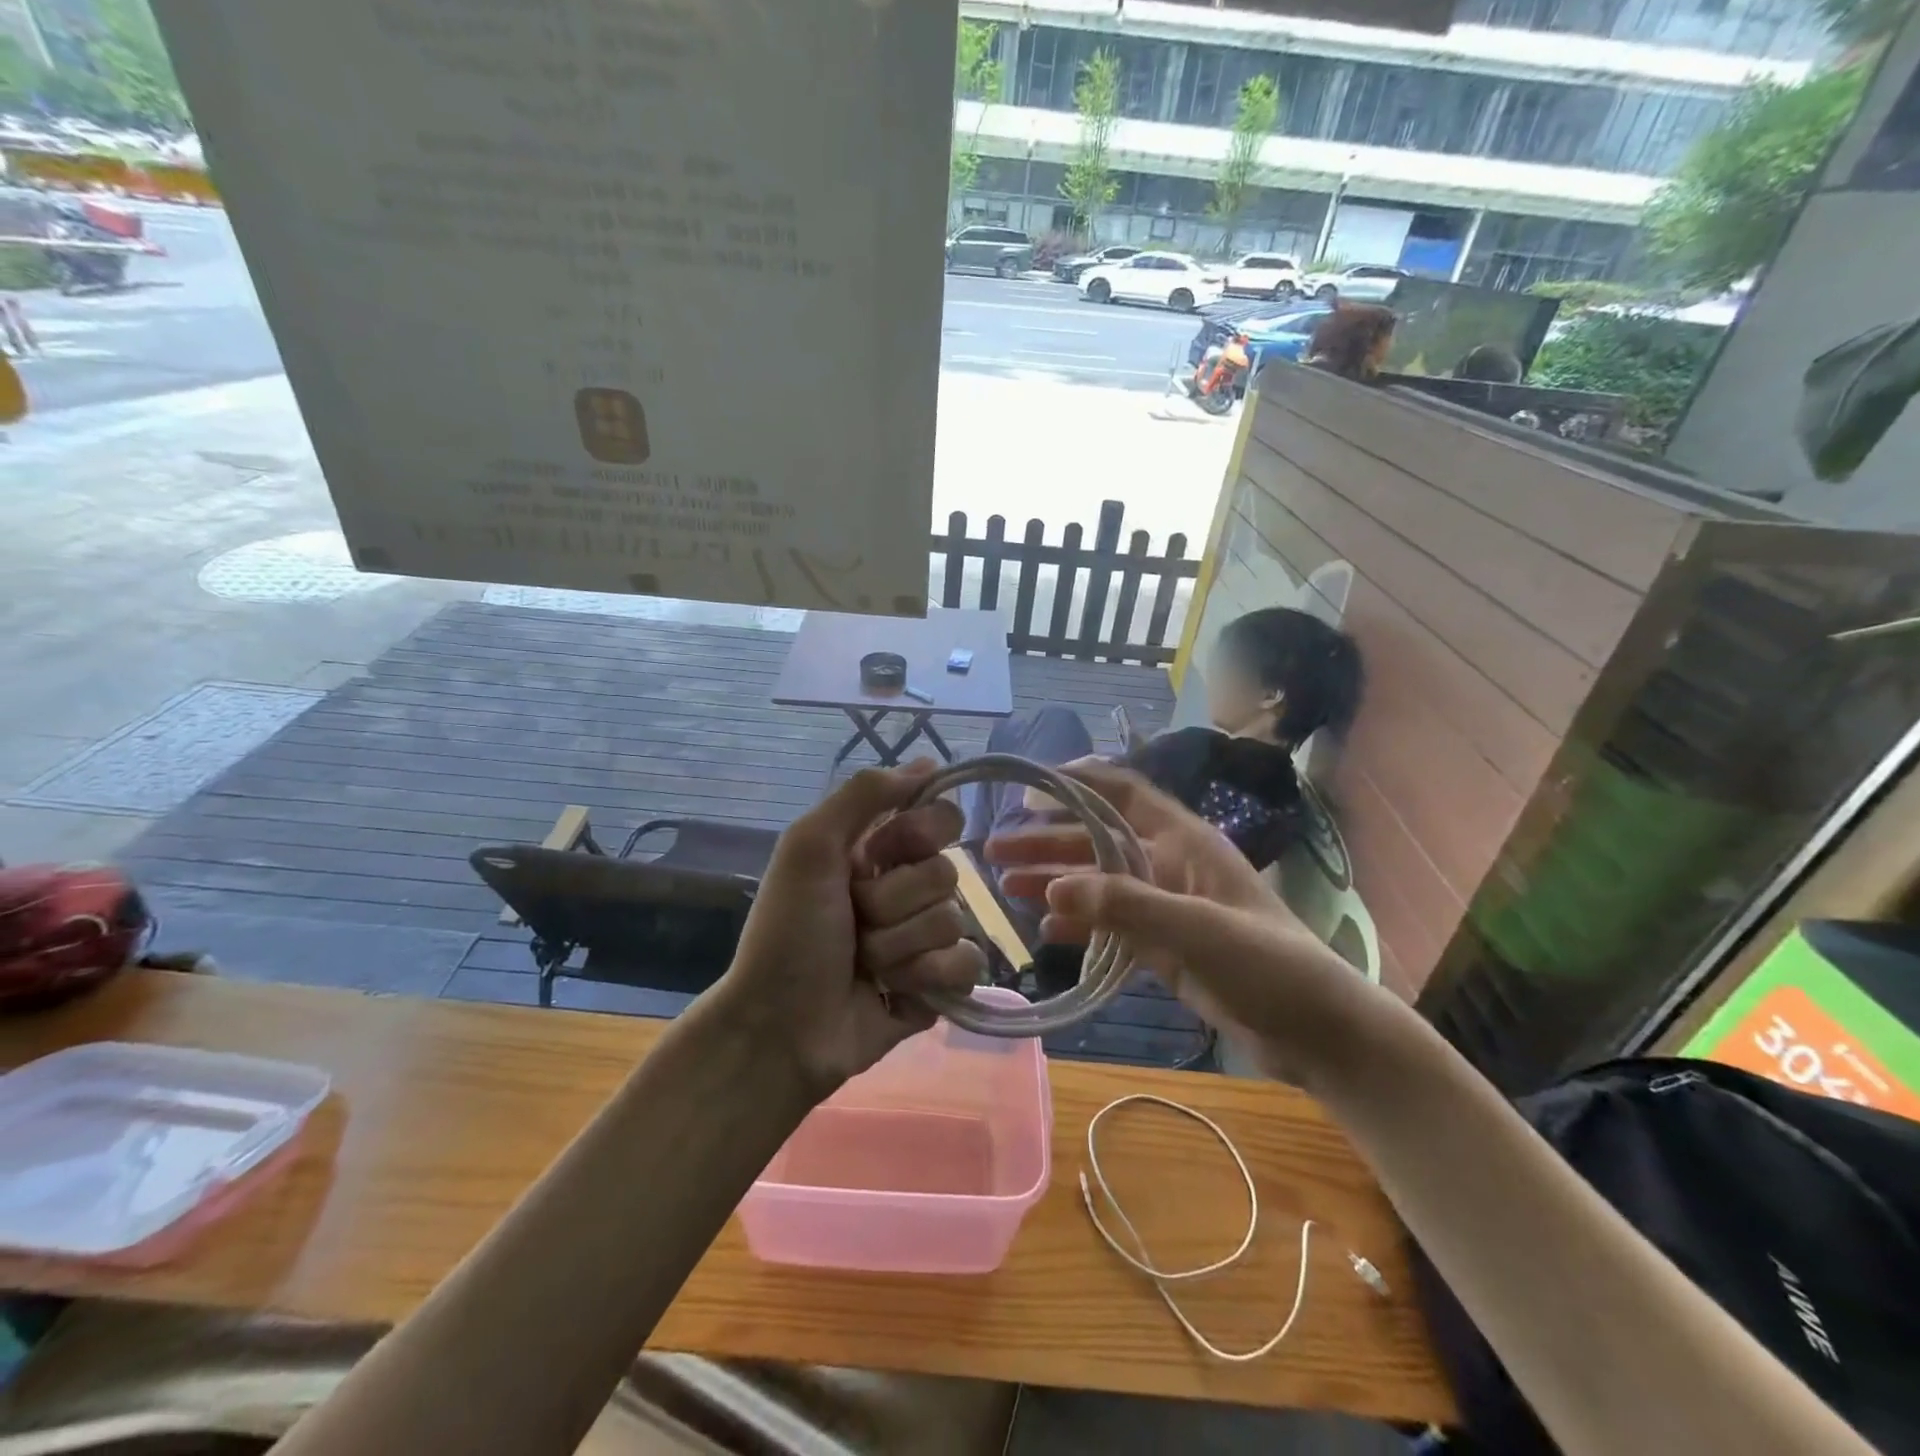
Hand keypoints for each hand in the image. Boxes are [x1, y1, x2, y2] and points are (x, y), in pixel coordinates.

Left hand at [717, 761, 983, 1098]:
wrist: (779, 1027)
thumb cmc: (788, 932)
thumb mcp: (809, 847)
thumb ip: (864, 795)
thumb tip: (930, 763)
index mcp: (878, 852)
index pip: (940, 817)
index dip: (919, 834)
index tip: (881, 853)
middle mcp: (906, 888)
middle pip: (947, 873)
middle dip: (894, 902)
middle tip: (855, 920)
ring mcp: (925, 938)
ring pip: (953, 921)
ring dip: (900, 945)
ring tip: (864, 964)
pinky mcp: (939, 984)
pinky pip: (967, 964)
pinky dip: (928, 977)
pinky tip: (896, 991)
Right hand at [986, 760, 1397, 1086]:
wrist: (1318, 1031)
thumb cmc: (1266, 964)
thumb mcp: (1196, 929)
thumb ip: (1124, 907)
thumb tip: (1050, 891)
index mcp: (1184, 841)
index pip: (1124, 793)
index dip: (1079, 782)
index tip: (1029, 784)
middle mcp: (1170, 864)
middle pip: (1098, 840)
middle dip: (1048, 842)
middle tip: (995, 850)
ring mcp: (1167, 906)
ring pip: (1099, 883)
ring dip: (1055, 882)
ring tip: (1006, 887)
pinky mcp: (1165, 945)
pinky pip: (1112, 924)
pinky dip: (1080, 924)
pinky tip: (1046, 931)